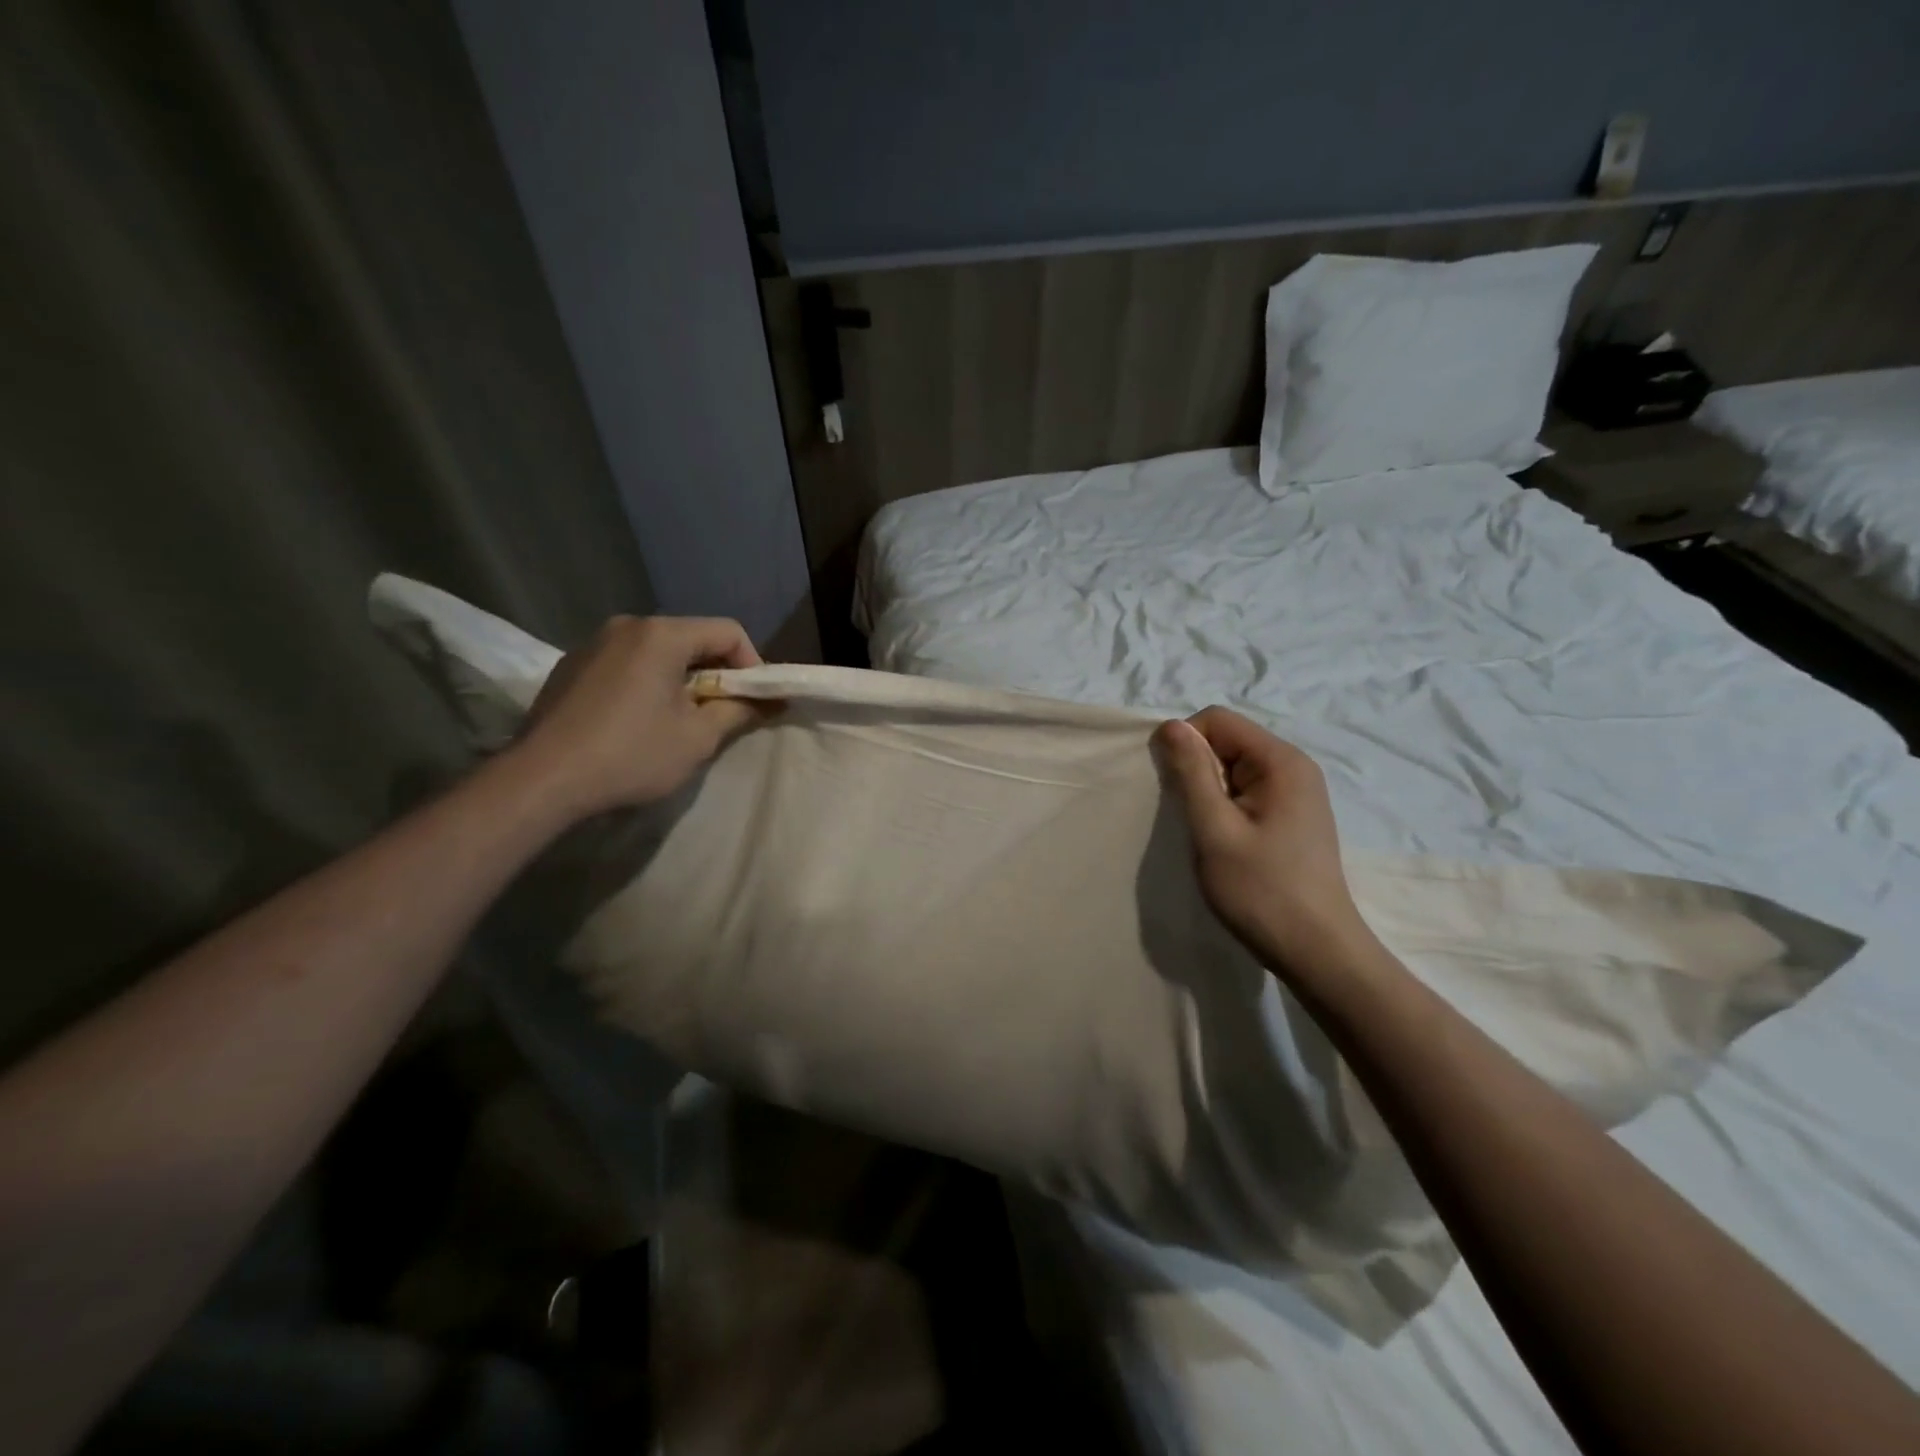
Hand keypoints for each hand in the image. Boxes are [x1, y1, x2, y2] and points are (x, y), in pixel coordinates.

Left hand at [511, 615, 767, 816]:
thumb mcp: (698, 738)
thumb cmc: (631, 755)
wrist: (541, 781)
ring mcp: (593, 643)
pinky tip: (638, 720)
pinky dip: (647, 682)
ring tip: (680, 719)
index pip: (728, 631)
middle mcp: (627, 625)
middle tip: (722, 712)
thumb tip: (771, 701)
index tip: (754, 701)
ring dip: (681, 678)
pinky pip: (626, 663)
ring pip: (658, 651)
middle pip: (692, 637)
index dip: (752, 664)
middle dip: (716, 672)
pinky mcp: (571, 666)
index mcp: (661, 635)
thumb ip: (739, 711)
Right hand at [1154, 707, 1373, 981]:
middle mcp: (1294, 767)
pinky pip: (1246, 790)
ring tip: (1208, 834)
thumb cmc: (1262, 890)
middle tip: (1192, 818)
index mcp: (1281, 761)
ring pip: (1233, 768)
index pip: (1216, 720)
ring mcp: (1297, 792)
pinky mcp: (1292, 816)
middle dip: (1197, 770)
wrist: (1316, 951)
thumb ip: (1191, 773)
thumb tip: (1170, 725)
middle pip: (1226, 740)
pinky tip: (1225, 842)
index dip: (1185, 743)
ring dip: (1209, 792)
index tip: (1174, 789)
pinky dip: (1224, 808)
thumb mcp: (1214, 829)